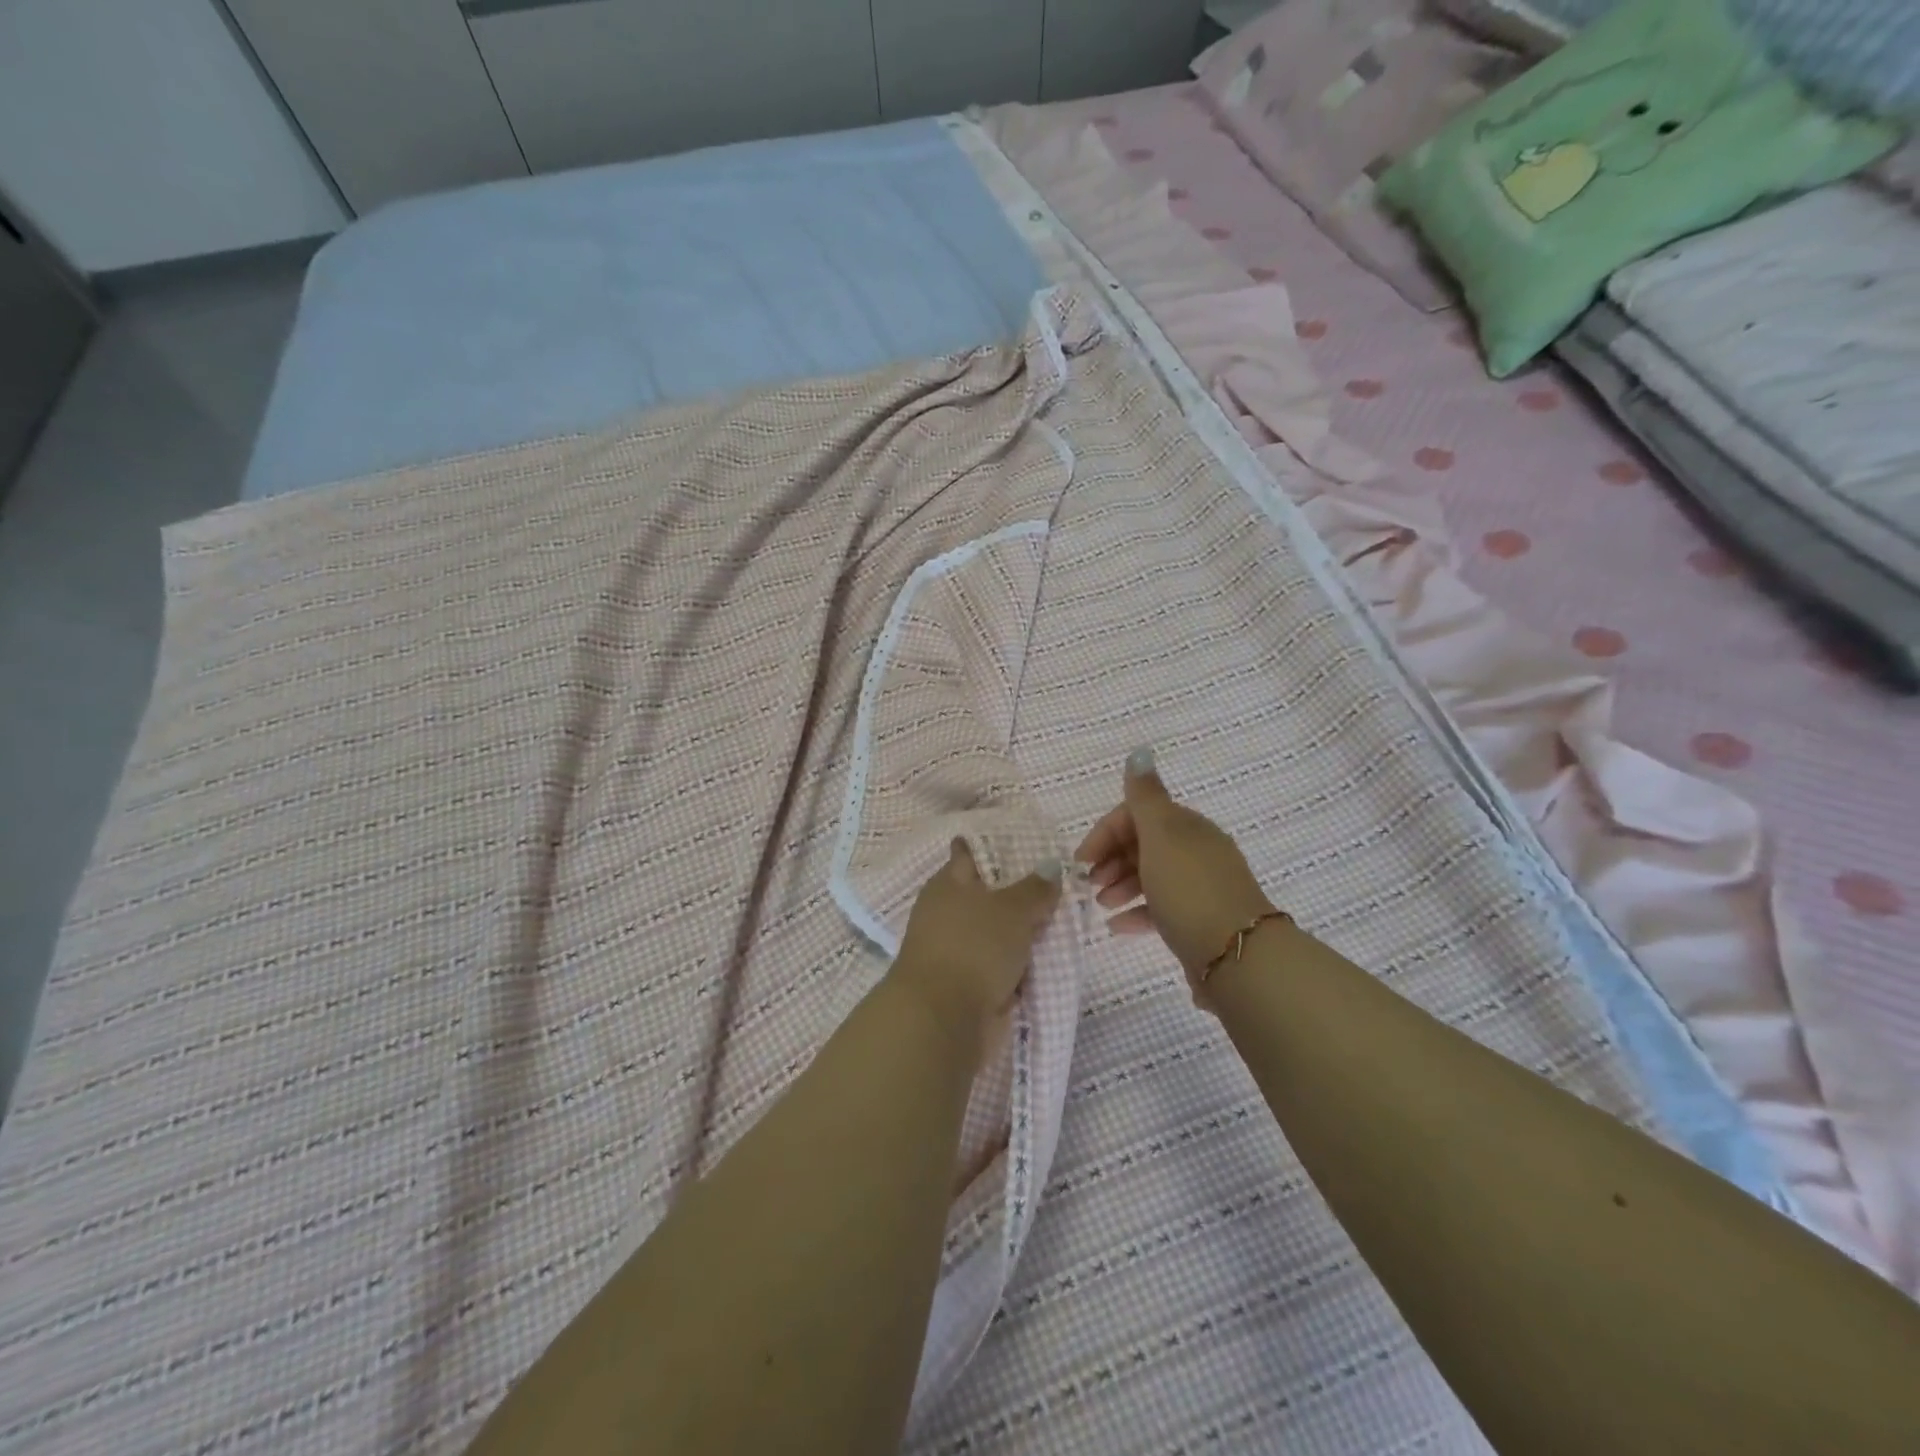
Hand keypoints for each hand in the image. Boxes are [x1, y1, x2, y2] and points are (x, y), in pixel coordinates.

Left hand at [890, 840, 1062, 1065]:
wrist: (944, 1018)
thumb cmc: (974, 946)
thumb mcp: (1012, 909)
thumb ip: (1034, 889)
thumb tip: (1051, 866)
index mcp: (948, 885)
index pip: (967, 856)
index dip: (987, 848)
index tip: (1014, 842)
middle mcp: (946, 914)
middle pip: (983, 896)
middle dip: (1012, 893)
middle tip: (1053, 885)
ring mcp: (954, 951)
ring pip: (992, 933)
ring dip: (1016, 933)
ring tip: (1057, 922)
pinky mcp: (965, 986)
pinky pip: (998, 966)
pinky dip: (1016, 964)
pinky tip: (1044, 960)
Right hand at [1075, 749, 1273, 983]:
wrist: (1238, 956)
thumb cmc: (1189, 889)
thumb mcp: (1161, 836)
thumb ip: (1145, 797)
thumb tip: (1139, 753)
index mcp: (1187, 827)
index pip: (1138, 815)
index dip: (1106, 832)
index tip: (1081, 860)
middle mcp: (1196, 852)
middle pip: (1143, 845)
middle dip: (1111, 859)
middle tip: (1089, 883)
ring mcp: (1199, 888)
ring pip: (1151, 877)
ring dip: (1120, 885)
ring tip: (1100, 905)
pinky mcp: (1199, 921)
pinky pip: (1161, 909)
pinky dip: (1137, 913)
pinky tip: (1117, 927)